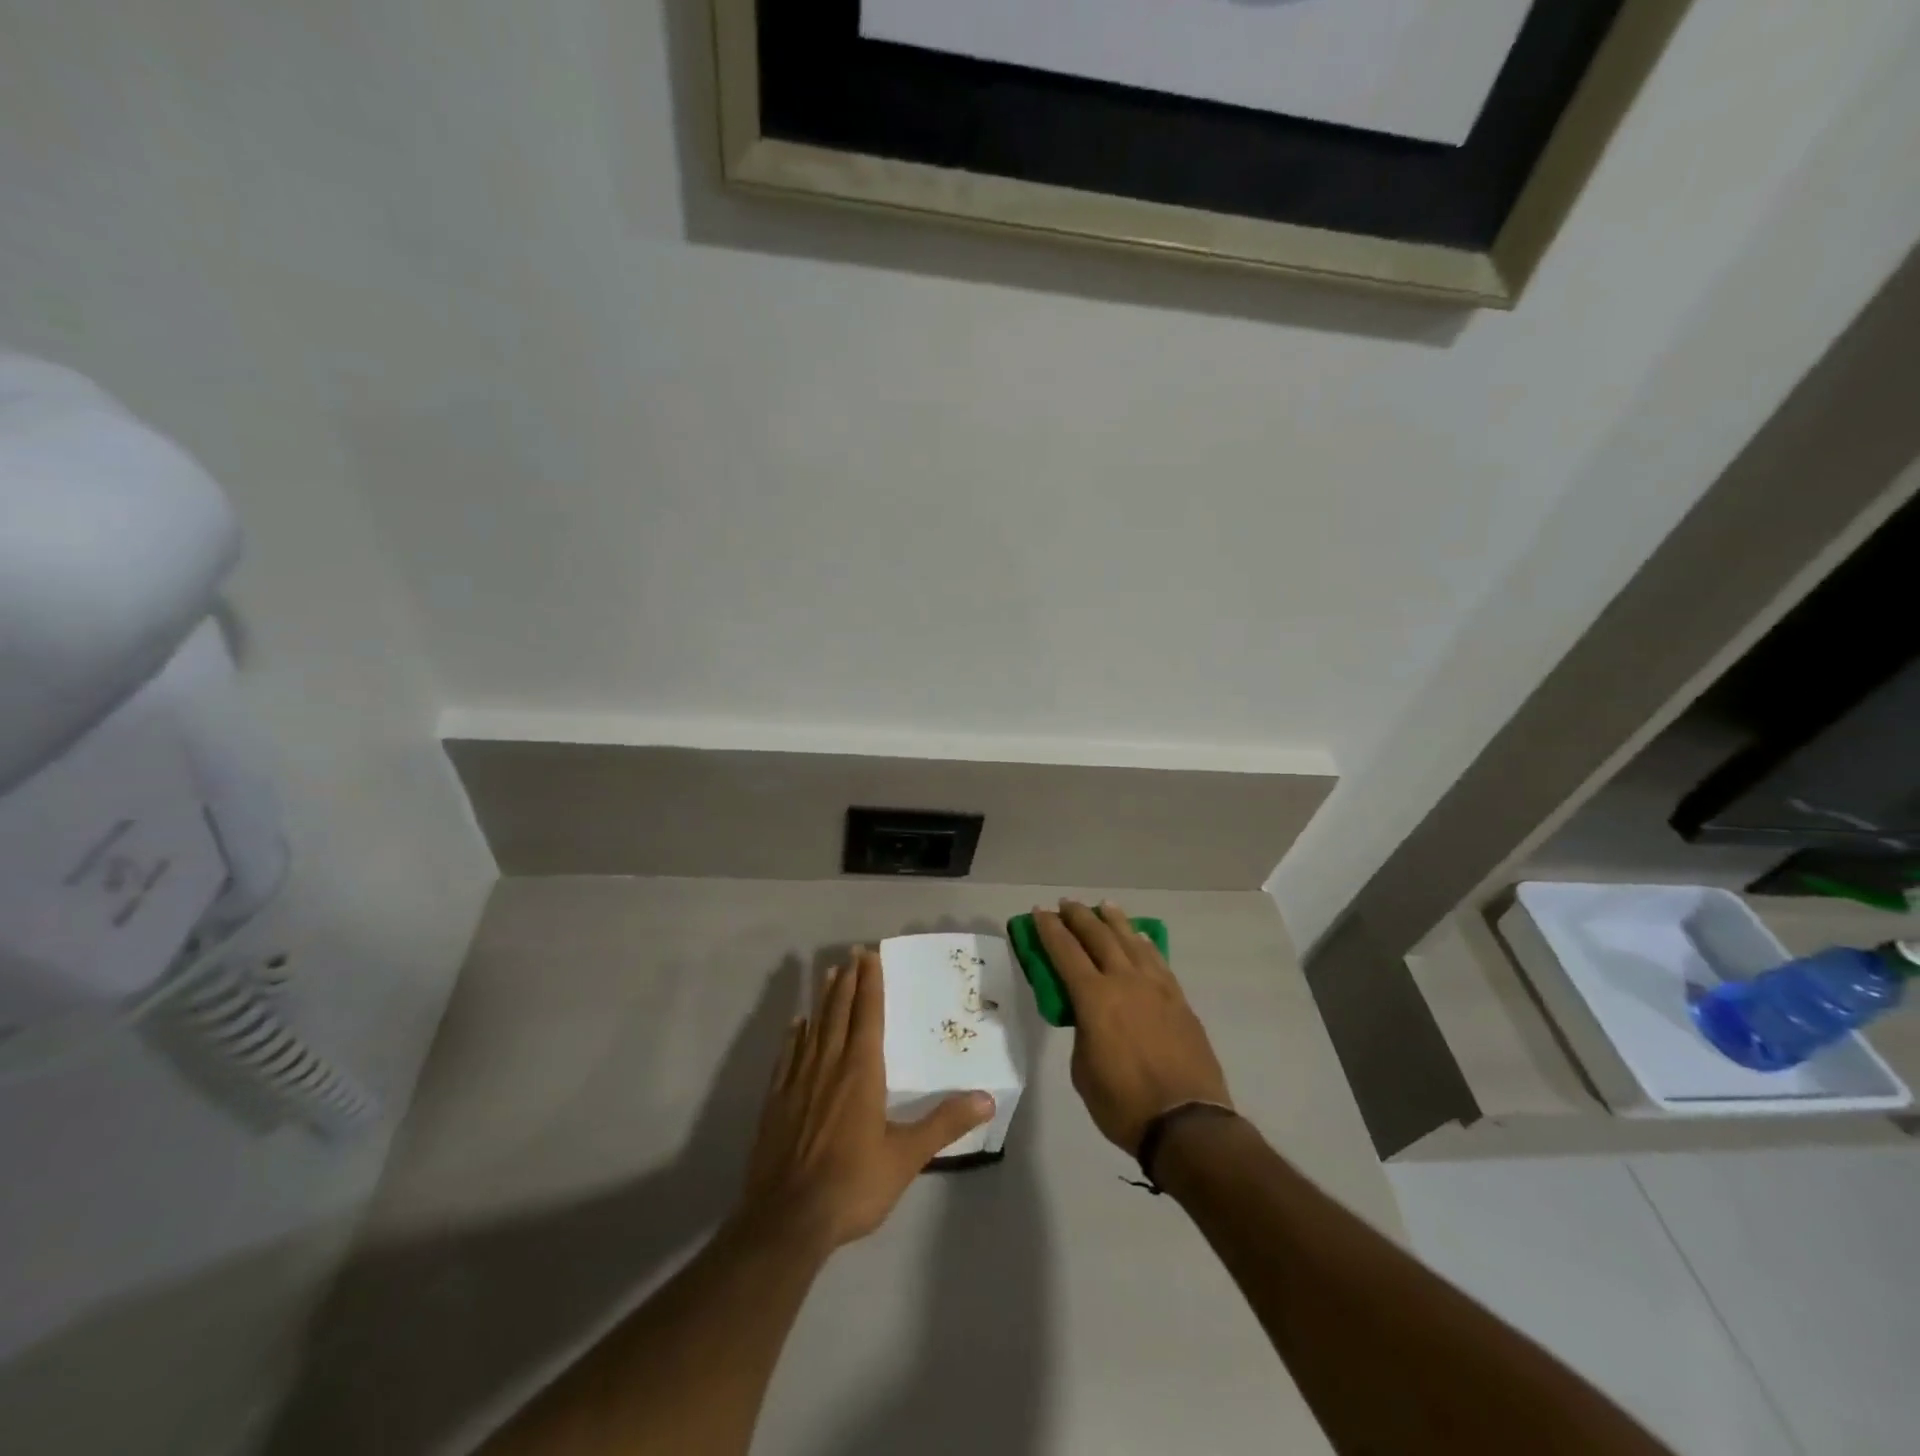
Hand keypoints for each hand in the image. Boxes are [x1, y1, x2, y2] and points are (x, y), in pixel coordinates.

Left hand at [736, 948, 994, 1252]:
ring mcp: (798, 1081)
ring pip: (814, 1027)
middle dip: (848, 981)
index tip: (870, 955)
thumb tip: (987, 1098)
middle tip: (852, 954)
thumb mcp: (906, 1157)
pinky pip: (788, 1055)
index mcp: (861, 1071)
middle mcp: (829, 1065)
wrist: (787, 1220)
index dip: (870, 983)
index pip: (868, 1015)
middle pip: (839, 1012)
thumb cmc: (853, 1184)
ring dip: (823, 999)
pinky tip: (796, 1025)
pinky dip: (795, 1035)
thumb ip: (945, 1124)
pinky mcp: (776, 1101)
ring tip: (828, 974)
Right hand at [1035, 901, 1231, 1155]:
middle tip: (1066, 904)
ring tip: (1103, 906)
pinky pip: (1156, 960)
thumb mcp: (1083, 1070)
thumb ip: (1083, 1032)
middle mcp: (1125, 981)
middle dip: (1078, 917)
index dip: (1049, 929)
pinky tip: (1139, 937)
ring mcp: (1156, 987)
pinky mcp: (1178, 999)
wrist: (1186, 1123)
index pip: (1065, 952)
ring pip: (1131, 941)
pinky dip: (1143, 943)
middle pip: (1098, 936)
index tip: (1039, 912)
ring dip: (1114, 921)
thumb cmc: (1123, 1104)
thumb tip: (1090, 1017)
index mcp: (1094, 998)